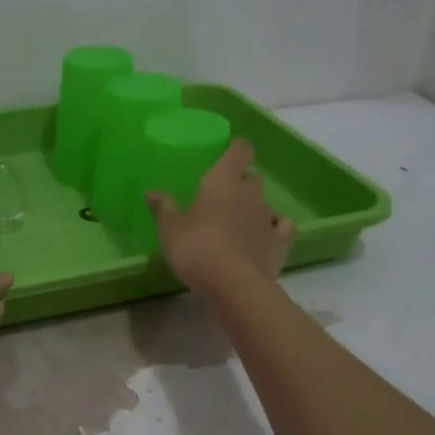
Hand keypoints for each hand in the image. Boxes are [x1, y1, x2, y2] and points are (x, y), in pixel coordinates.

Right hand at [147, 139, 295, 291]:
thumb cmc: (196, 248)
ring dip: (252, 209)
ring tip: (236, 225)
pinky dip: (275, 228)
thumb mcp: (170, 229)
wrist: (233, 284)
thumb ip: (163, 208)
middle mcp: (251, 193)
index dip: (236, 149)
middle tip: (220, 199)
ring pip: (264, 203)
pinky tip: (265, 236)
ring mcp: (269, 217)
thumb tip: (151, 192)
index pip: (240, 150)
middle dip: (239, 184)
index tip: (227, 154)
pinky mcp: (281, 242)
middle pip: (251, 178)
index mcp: (223, 181)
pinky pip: (282, 227)